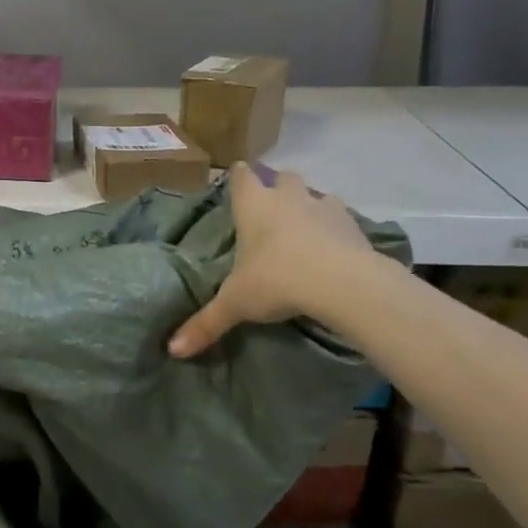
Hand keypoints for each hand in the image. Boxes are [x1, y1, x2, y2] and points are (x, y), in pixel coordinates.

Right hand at [169, 163, 372, 358]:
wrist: (341, 282)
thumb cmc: (276, 280)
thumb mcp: (236, 304)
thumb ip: (206, 323)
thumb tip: (173, 350)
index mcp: (253, 206)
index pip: (242, 177)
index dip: (239, 177)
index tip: (237, 178)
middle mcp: (287, 198)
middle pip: (282, 178)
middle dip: (277, 188)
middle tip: (272, 210)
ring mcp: (323, 207)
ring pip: (316, 194)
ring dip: (310, 207)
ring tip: (306, 231)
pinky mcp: (353, 225)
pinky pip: (342, 219)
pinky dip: (336, 230)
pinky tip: (334, 249)